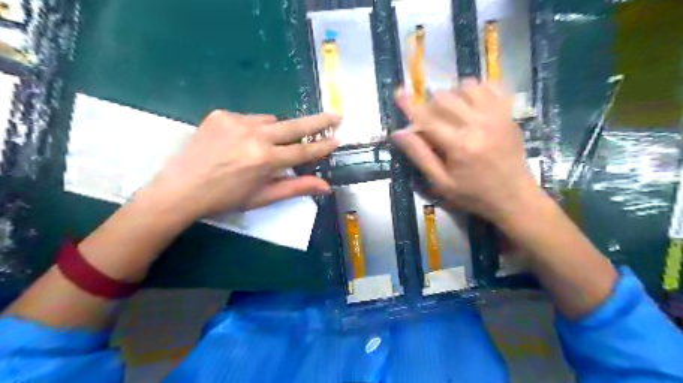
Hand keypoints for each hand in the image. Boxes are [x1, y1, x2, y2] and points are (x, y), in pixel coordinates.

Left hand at [142, 110, 340, 224]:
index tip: (338, 138)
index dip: (322, 146)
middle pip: (294, 125)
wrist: (180, 189)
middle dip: (318, 121)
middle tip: (336, 116)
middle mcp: (254, 135)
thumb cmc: (226, 199)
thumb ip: (296, 188)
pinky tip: (242, 142)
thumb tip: (326, 186)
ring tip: (266, 146)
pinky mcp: (221, 114)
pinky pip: (249, 118)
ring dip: (277, 131)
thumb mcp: (263, 197)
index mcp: (265, 160)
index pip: (303, 150)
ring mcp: (236, 121)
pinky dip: (254, 128)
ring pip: (271, 120)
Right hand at [393, 79, 542, 225]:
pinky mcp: (508, 113)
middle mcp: (478, 124)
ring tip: (450, 113)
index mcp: (459, 145)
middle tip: (429, 123)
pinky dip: (475, 90)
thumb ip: (419, 155)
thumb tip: (398, 133)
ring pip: (466, 86)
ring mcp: (496, 115)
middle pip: (444, 98)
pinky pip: (490, 86)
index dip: (410, 107)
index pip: (427, 118)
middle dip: (429, 107)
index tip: (398, 94)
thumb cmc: (473, 194)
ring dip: (451, 96)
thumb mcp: (441, 182)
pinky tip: (470, 104)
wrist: (514, 196)